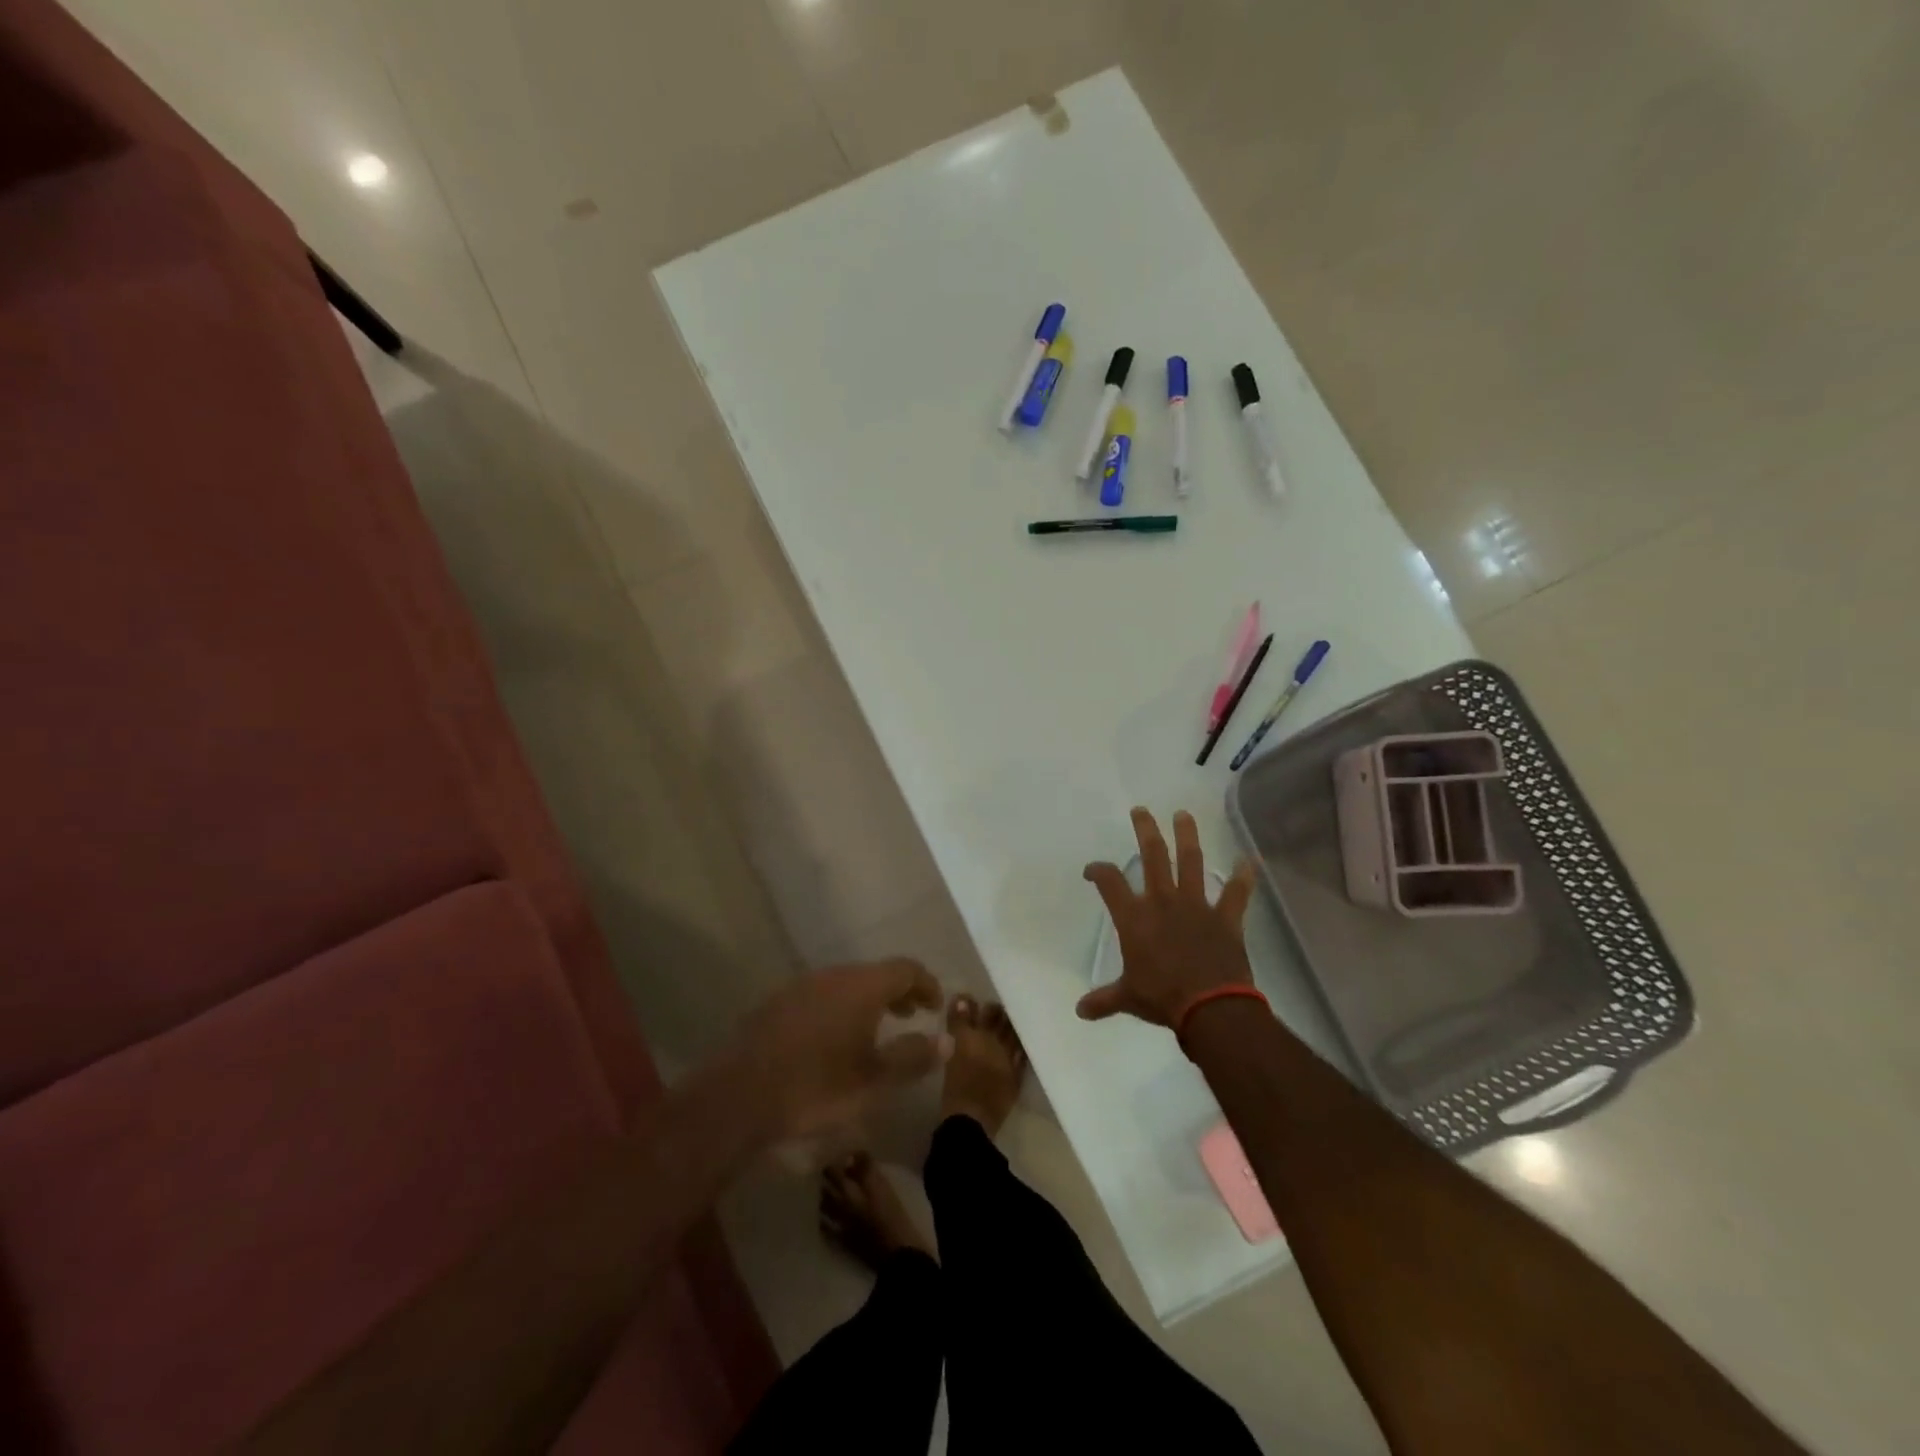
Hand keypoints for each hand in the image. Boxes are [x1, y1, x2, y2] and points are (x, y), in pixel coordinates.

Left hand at [734, 959, 946, 1138]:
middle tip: (912, 1017)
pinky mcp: (777, 1003)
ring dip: (868, 1000)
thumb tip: (948, 1040)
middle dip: (898, 992)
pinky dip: (840, 1007)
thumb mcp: (874, 1081)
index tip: (936, 1007)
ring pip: (846, 983)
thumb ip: (913, 1057)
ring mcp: (801, 985)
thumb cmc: (816, 1088)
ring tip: (876, 1030)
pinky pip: (821, 995)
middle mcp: (833, 975)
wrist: (738, 1096)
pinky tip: (834, 1039)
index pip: (906, 968)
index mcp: (862, 986)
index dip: (927, 984)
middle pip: (876, 972)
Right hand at [1077, 807, 1257, 1028]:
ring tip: (1183, 814)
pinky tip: (1249, 860)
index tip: (1092, 870)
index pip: (1110, 882)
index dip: (1098, 870)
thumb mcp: (1128, 998)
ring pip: (1191, 862)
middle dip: (1146, 830)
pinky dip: (1244, 878)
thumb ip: (1104, 1000)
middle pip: (1153, 855)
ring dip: (1188, 836)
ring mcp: (1197, 906)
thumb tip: (1079, 1011)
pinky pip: (1237, 894)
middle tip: (1142, 811)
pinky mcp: (1225, 918)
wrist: (1210, 1007)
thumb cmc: (1163, 998)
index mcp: (1135, 918)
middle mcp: (1163, 902)